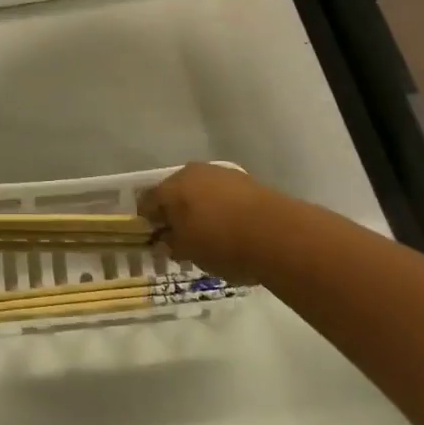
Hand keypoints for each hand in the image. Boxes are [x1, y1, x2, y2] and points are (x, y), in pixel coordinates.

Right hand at [138, 163, 288, 285]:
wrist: (276, 233)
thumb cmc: (221, 243)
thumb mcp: (189, 252)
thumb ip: (172, 244)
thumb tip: (164, 241)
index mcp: (171, 188)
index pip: (147, 202)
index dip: (148, 221)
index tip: (154, 240)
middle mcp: (191, 172)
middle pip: (174, 192)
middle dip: (175, 213)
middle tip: (181, 237)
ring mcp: (220, 173)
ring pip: (200, 190)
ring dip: (199, 208)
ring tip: (209, 234)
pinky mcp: (245, 180)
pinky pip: (223, 193)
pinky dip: (221, 207)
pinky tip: (230, 227)